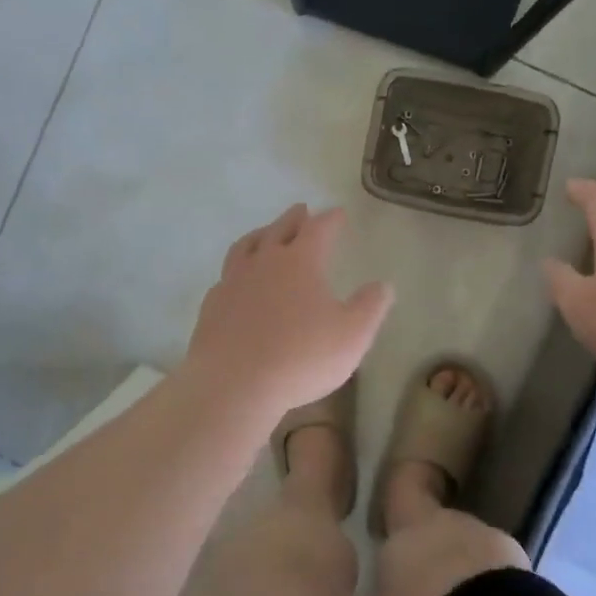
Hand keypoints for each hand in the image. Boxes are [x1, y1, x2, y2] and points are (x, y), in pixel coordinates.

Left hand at [183, 204, 393, 417]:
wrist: (235, 384)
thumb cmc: (301, 357)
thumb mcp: (352, 335)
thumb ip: (370, 307)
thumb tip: (383, 285)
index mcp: (300, 262)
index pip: (319, 229)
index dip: (330, 219)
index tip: (338, 213)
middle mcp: (264, 262)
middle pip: (279, 229)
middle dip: (294, 218)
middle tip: (301, 210)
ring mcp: (233, 282)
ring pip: (246, 246)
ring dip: (260, 235)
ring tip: (266, 234)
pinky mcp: (212, 306)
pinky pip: (226, 277)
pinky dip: (237, 270)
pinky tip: (239, 280)